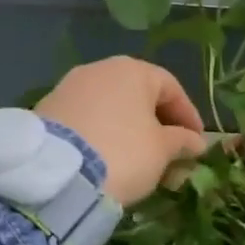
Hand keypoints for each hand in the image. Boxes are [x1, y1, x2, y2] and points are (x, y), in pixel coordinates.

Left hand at [35, 57, 207, 205]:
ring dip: (130, 131)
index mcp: (133, 70)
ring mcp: (69, 88)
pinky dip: (103, 135)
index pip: (171, 88)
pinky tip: (109, 158)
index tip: (197, 142)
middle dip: (158, 125)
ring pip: (111, 108)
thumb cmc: (123, 153)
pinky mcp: (48, 110)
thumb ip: (182, 141)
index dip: (188, 115)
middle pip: (139, 95)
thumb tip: (195, 142)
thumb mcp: (162, 151)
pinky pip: (87, 120)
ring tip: (140, 160)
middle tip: (171, 154)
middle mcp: (100, 70)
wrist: (57, 174)